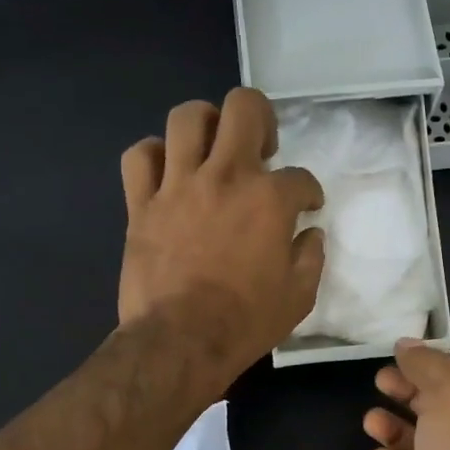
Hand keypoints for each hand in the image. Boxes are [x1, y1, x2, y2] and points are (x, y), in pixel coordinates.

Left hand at [119, 87, 324, 381]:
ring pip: (187, 117)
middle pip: (244, 107)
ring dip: (206, 124)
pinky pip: (139, 156)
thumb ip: (310, 257)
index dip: (309, 192)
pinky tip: (167, 171)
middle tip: (262, 150)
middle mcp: (225, 176)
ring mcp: (178, 185)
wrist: (181, 341)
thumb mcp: (298, 297)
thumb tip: (310, 234)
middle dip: (261, 118)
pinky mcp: (142, 204)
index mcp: (269, 199)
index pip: (300, 177)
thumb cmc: (246, 322)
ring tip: (213, 148)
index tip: (307, 207)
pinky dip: (154, 156)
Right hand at [363, 341, 449, 449]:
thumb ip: (426, 368)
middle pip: (438, 408)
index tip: (401, 357)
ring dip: (394, 429)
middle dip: (408, 393)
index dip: (435, 364)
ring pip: (419, 444)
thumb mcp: (449, 399)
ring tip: (371, 422)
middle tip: (379, 382)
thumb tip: (407, 344)